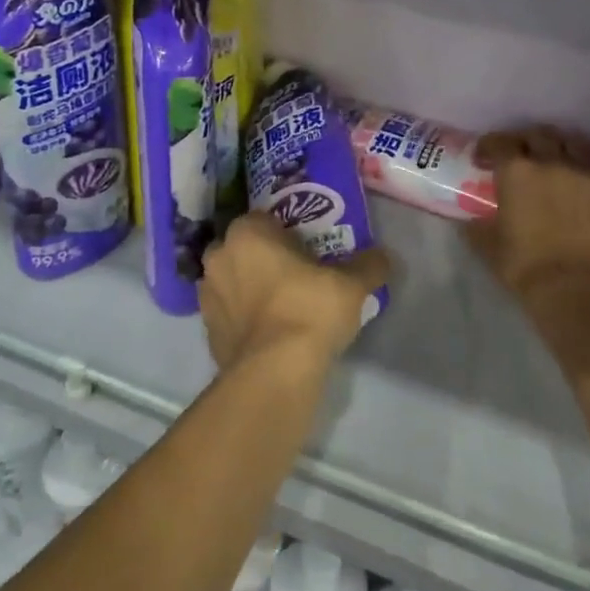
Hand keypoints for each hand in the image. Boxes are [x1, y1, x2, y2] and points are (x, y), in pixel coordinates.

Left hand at [199, 212, 390, 376]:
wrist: (274, 372)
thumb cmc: (309, 310)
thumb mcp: (352, 284)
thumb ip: (369, 264)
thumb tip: (383, 257)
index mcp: (247, 232)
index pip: (265, 218)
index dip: (286, 232)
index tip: (307, 248)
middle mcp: (220, 255)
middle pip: (245, 248)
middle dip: (264, 257)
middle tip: (295, 275)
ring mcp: (207, 294)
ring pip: (233, 280)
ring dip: (250, 287)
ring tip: (281, 305)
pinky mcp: (207, 329)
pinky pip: (229, 312)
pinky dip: (244, 317)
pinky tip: (268, 331)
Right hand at [467, 126, 589, 372]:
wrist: (576, 289)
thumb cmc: (524, 266)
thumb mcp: (487, 245)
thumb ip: (476, 224)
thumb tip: (468, 219)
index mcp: (517, 171)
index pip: (500, 142)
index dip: (489, 146)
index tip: (484, 157)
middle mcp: (551, 161)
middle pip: (537, 136)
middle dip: (524, 142)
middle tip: (518, 157)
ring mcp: (585, 172)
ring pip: (570, 143)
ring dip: (556, 148)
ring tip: (552, 162)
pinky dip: (580, 168)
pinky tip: (576, 183)